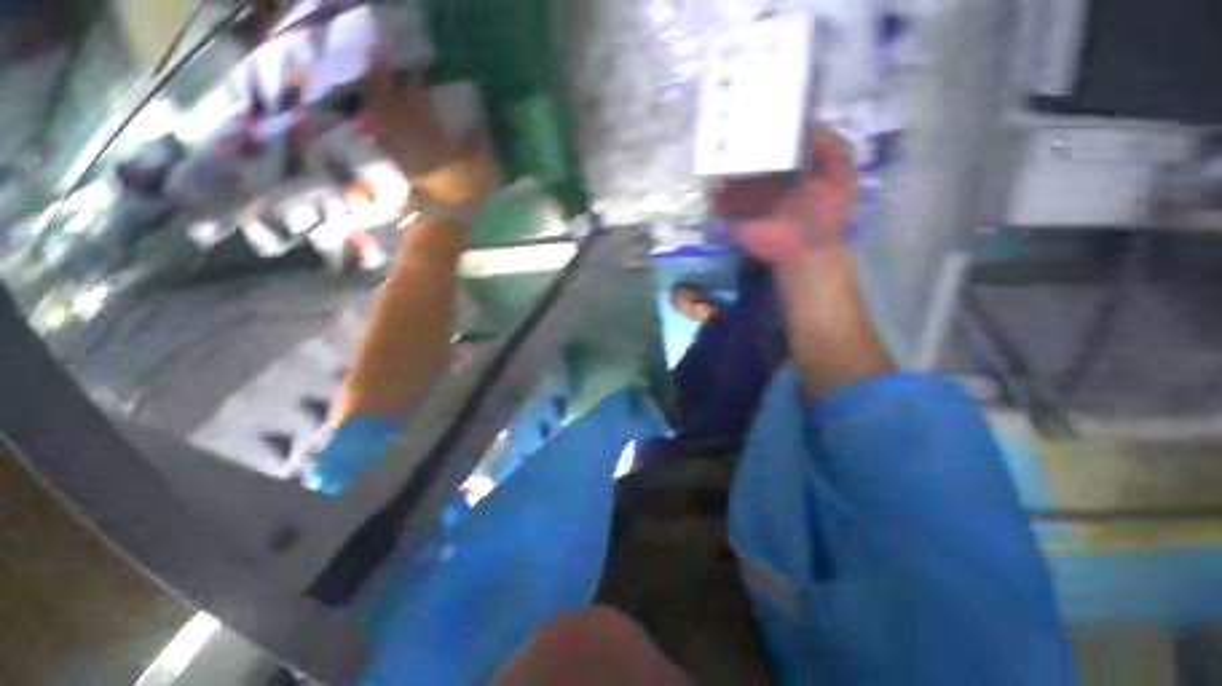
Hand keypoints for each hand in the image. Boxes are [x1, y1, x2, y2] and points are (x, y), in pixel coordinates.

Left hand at [362, 55, 494, 207]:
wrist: (445, 216)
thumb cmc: (465, 191)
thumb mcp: (481, 167)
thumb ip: (478, 142)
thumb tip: (477, 122)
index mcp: (432, 134)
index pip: (418, 100)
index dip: (415, 79)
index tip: (416, 65)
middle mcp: (410, 136)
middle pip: (393, 102)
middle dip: (387, 78)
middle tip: (382, 56)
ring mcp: (399, 147)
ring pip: (381, 114)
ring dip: (375, 93)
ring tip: (374, 77)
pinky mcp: (395, 158)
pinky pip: (379, 132)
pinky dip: (374, 117)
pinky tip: (373, 108)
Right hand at [710, 125, 855, 264]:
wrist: (808, 250)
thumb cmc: (827, 213)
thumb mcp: (841, 175)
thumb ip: (831, 148)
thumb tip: (809, 120)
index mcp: (787, 165)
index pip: (771, 141)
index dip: (764, 125)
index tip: (756, 105)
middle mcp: (764, 177)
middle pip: (746, 155)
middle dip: (736, 141)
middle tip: (727, 123)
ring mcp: (747, 196)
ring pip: (729, 176)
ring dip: (721, 165)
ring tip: (715, 151)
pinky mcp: (735, 215)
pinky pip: (720, 202)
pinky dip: (714, 192)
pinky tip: (714, 182)